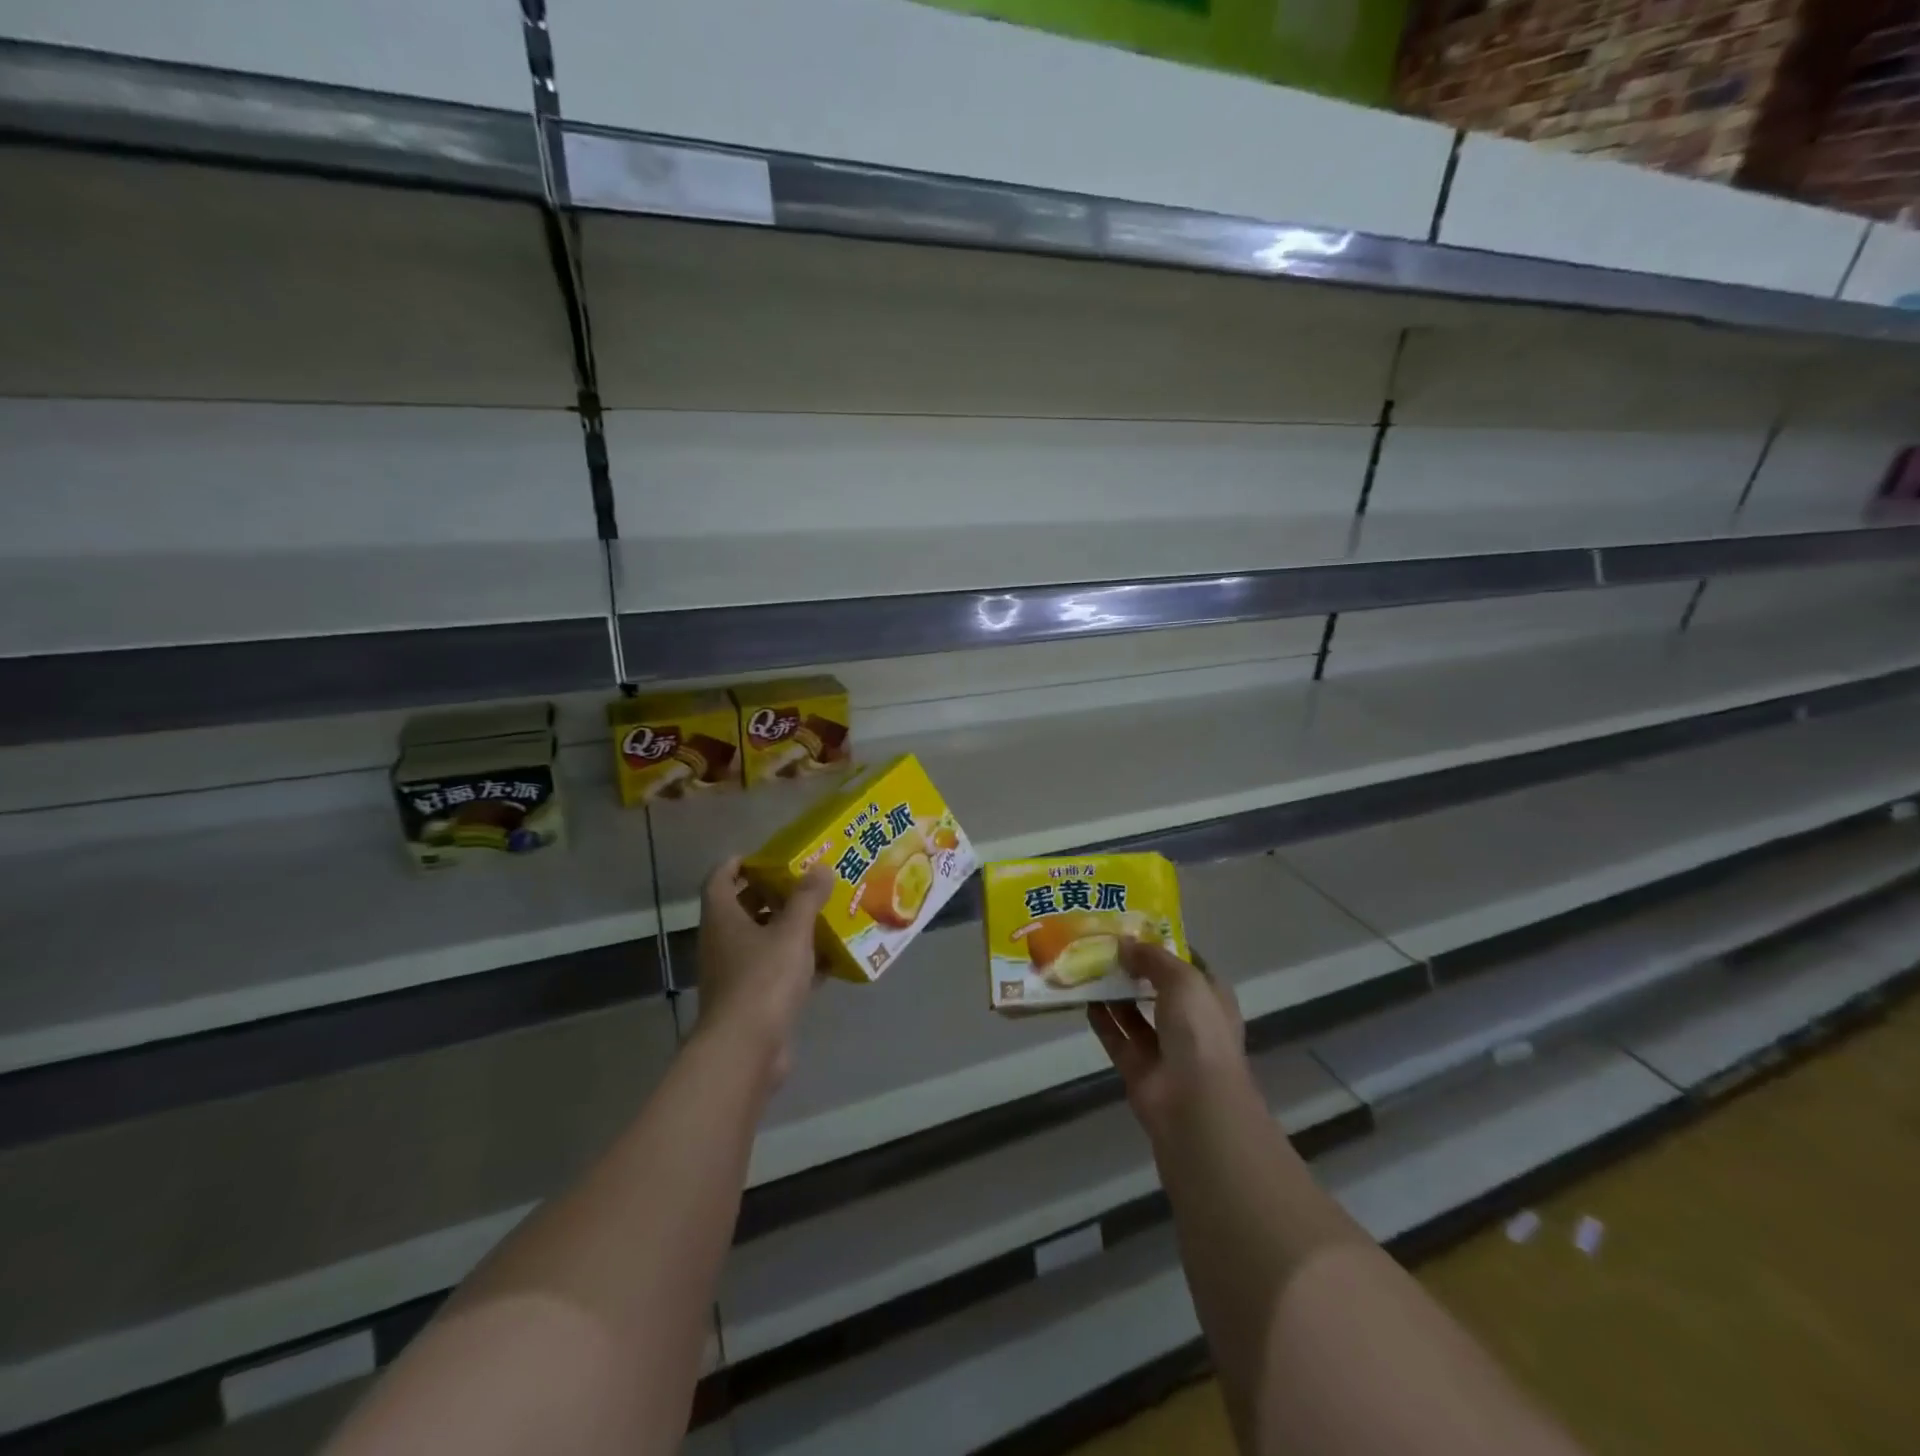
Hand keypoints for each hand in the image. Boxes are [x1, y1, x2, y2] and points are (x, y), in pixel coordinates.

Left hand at [692, 858, 832, 1086]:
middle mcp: (722, 942)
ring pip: (761, 940)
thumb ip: (807, 898)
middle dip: (771, 894)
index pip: (719, 878)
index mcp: (723, 918)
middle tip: (805, 882)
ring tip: (822, 914)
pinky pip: (775, 971)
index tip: (767, 856)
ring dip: (787, 928)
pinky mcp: (752, 1000)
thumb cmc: (763, 979)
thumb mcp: (792, 932)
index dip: (738, 863)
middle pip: (742, 908)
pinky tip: (828, 960)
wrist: (746, 1049)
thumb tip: (820, 867)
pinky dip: (797, 963)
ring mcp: (735, 974)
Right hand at [1088, 939, 1250, 1139]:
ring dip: (1116, 993)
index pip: (1190, 966)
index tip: (1136, 929)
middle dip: (1136, 969)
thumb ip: (1153, 958)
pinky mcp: (1139, 1069)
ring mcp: (1165, 1049)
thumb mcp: (1182, 980)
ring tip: (1089, 965)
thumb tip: (1124, 944)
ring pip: (1135, 1014)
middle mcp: (1191, 1023)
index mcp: (1211, 999)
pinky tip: (1084, 998)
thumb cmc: (1200, 1032)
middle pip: (1159, 989)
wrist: (1194, 1103)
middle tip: (1105, 944)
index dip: (1166, 948)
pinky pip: (1117, 1038)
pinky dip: (1102, 1020)